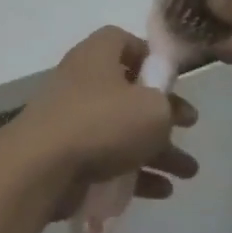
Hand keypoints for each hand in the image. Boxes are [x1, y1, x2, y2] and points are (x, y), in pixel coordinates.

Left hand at [0, 26, 198, 218]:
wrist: (41, 167)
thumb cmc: (103, 123)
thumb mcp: (153, 108)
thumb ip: (167, 104)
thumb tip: (163, 108)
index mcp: (97, 56)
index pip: (124, 42)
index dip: (151, 56)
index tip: (174, 79)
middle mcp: (82, 82)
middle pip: (129, 92)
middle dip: (164, 113)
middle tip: (190, 127)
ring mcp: (71, 121)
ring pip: (122, 131)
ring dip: (157, 150)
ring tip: (188, 173)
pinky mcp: (66, 156)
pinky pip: (107, 160)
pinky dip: (134, 173)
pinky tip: (162, 191)